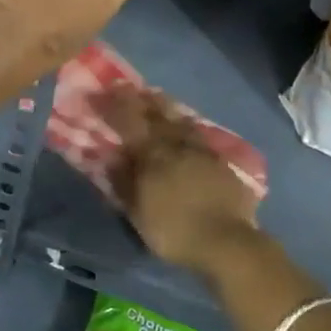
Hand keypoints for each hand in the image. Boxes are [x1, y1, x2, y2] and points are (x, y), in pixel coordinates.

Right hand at [101, 85, 260, 277]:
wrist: (227, 242)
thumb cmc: (175, 230)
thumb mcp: (138, 212)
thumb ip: (124, 182)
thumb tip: (112, 157)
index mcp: (152, 154)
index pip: (128, 121)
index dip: (113, 105)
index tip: (102, 92)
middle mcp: (176, 144)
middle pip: (157, 113)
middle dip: (140, 99)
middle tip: (129, 87)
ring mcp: (202, 151)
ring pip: (181, 120)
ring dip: (166, 106)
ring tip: (158, 97)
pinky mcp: (221, 162)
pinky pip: (199, 134)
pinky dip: (188, 125)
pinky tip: (188, 126)